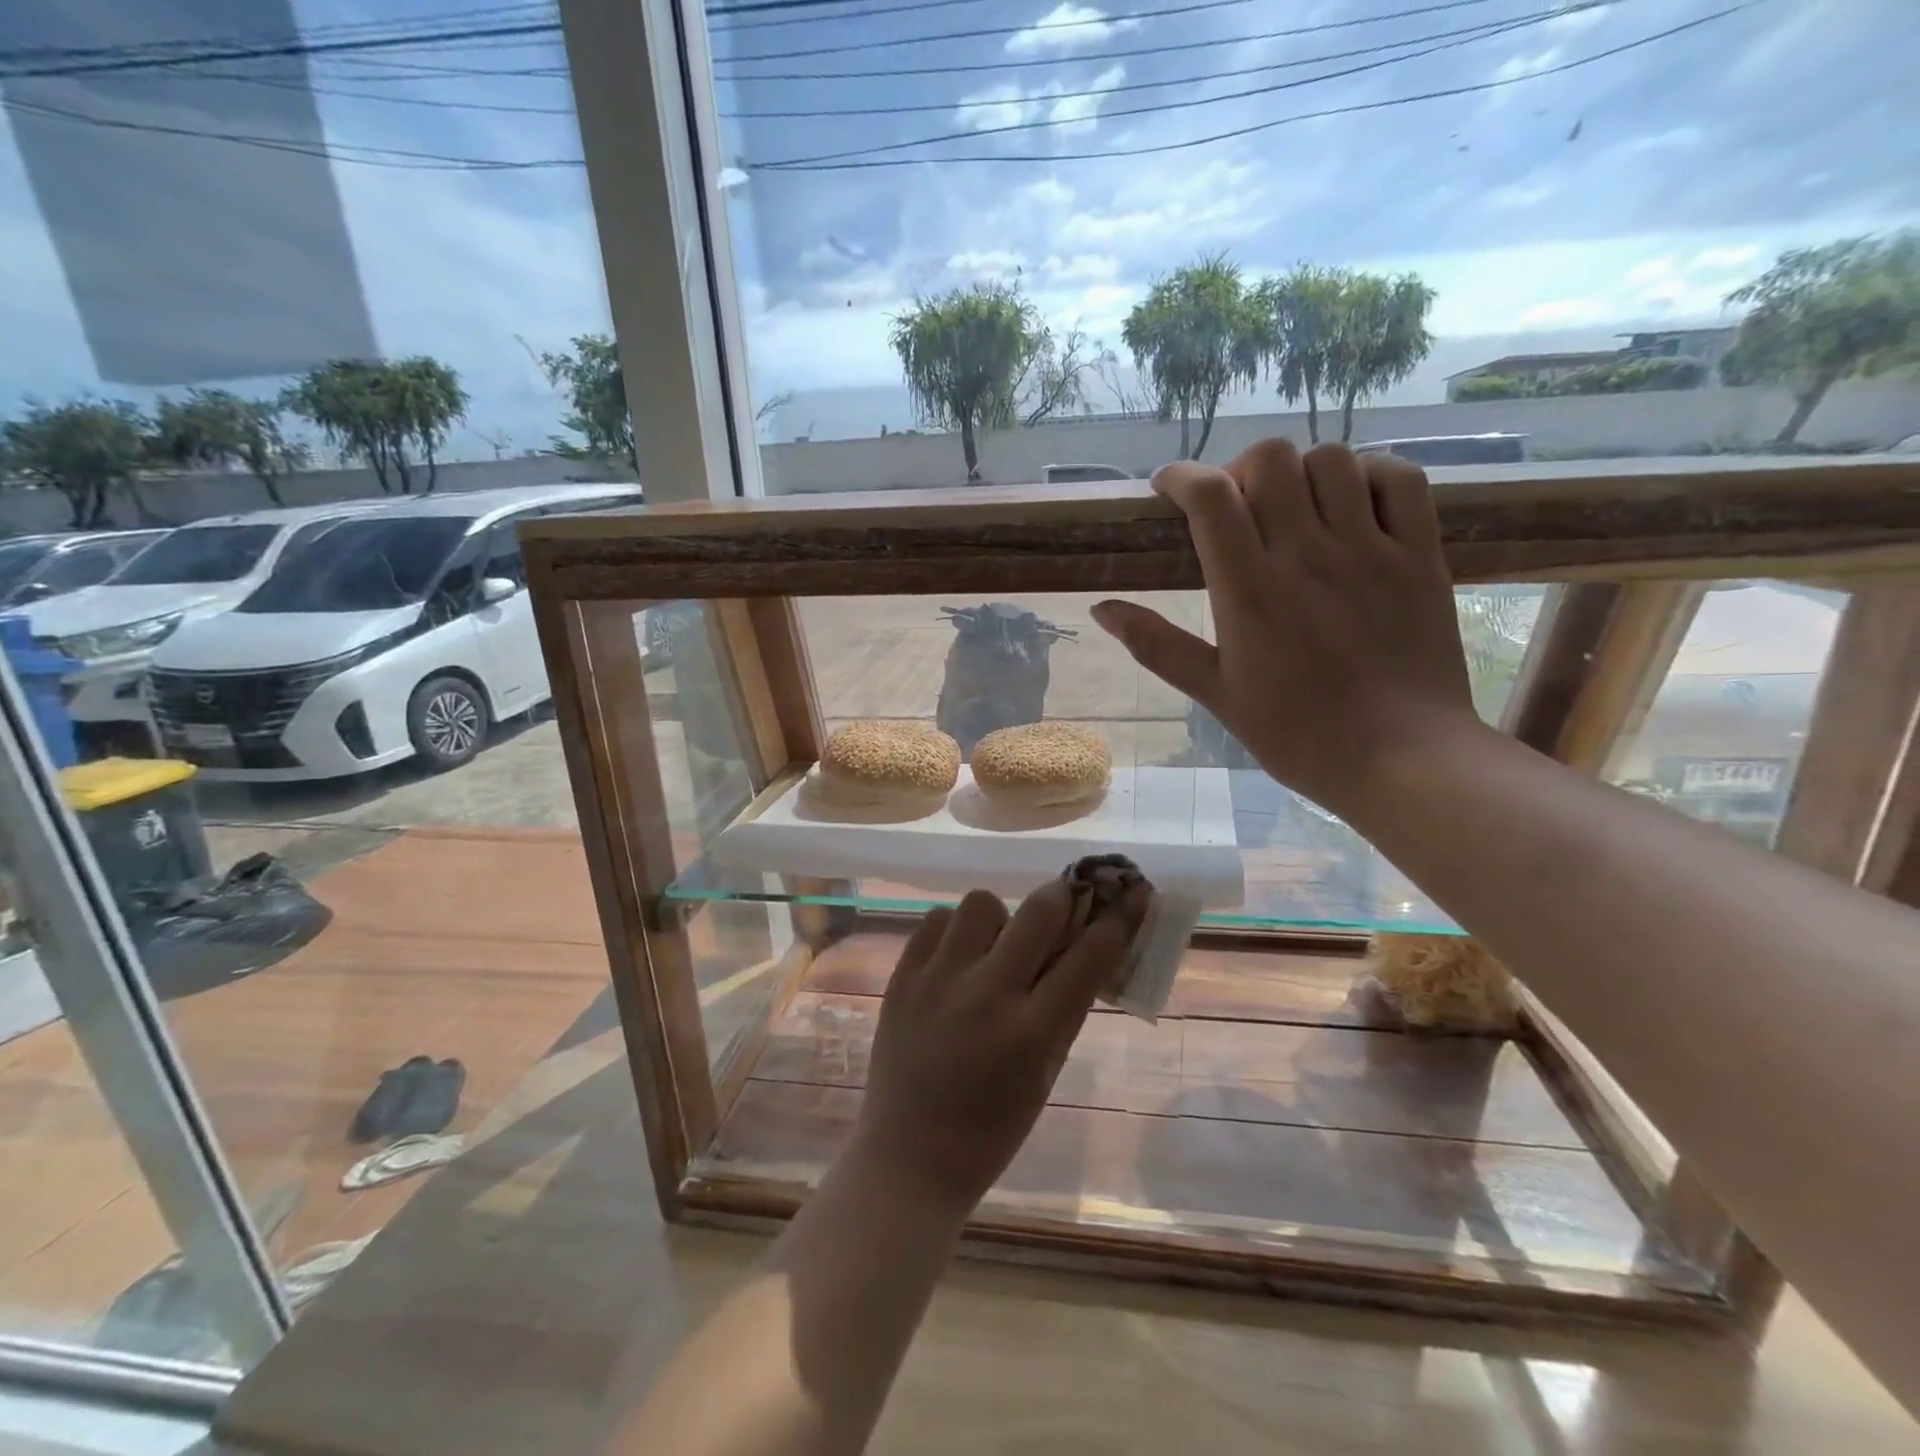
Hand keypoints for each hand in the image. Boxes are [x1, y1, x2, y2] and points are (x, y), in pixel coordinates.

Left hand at [853, 881, 1146, 1211]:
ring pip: (981, 903)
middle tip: (1066, 901)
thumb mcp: (1046, 1073)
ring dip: (1000, 918)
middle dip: (1063, 897)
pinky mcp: (902, 977)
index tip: (1133, 893)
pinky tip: (957, 960)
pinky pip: (936, 921)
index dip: (1119, 918)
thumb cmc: (993, 1128)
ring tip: (994, 947)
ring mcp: (938, 981)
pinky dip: (955, 932)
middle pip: (1038, 911)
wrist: (909, 1157)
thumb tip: (1087, 944)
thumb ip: (1066, 1007)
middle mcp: (986, 996)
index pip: (1089, 957)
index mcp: (1032, 1033)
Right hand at [1090, 439, 1477, 818]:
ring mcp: (1370, 550)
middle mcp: (1307, 555)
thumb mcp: (1216, 694)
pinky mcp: (1419, 556)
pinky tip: (1352, 502)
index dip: (1180, 477)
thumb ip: (1157, 645)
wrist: (1401, 759)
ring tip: (1293, 507)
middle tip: (1234, 505)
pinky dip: (1370, 473)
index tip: (1167, 487)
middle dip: (1238, 469)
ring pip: (1331, 459)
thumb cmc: (1297, 734)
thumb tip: (1101, 609)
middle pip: (1269, 460)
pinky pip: (1401, 480)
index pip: (1210, 497)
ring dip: (1300, 471)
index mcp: (1249, 591)